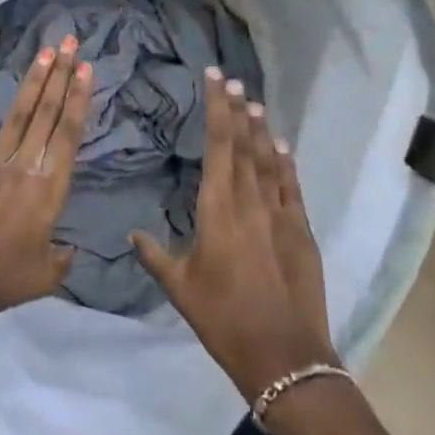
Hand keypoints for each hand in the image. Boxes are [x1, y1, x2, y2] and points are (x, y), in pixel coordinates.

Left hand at [0, 35, 90, 321]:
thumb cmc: (4, 281)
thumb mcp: (47, 276)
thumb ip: (62, 256)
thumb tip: (70, 247)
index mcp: (49, 191)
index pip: (69, 135)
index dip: (79, 99)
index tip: (86, 69)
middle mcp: (23, 168)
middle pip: (47, 115)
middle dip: (61, 76)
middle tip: (70, 44)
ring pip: (17, 116)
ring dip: (32, 82)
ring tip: (44, 52)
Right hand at [132, 68, 336, 401]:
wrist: (284, 355)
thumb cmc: (223, 318)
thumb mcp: (179, 288)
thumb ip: (154, 255)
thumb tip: (132, 234)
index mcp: (218, 209)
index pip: (218, 146)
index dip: (217, 109)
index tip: (215, 79)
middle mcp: (251, 203)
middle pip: (245, 145)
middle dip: (237, 109)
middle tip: (232, 80)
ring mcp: (281, 215)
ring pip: (269, 161)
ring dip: (261, 130)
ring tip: (255, 103)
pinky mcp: (302, 232)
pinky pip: (292, 188)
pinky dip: (286, 164)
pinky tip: (282, 148)